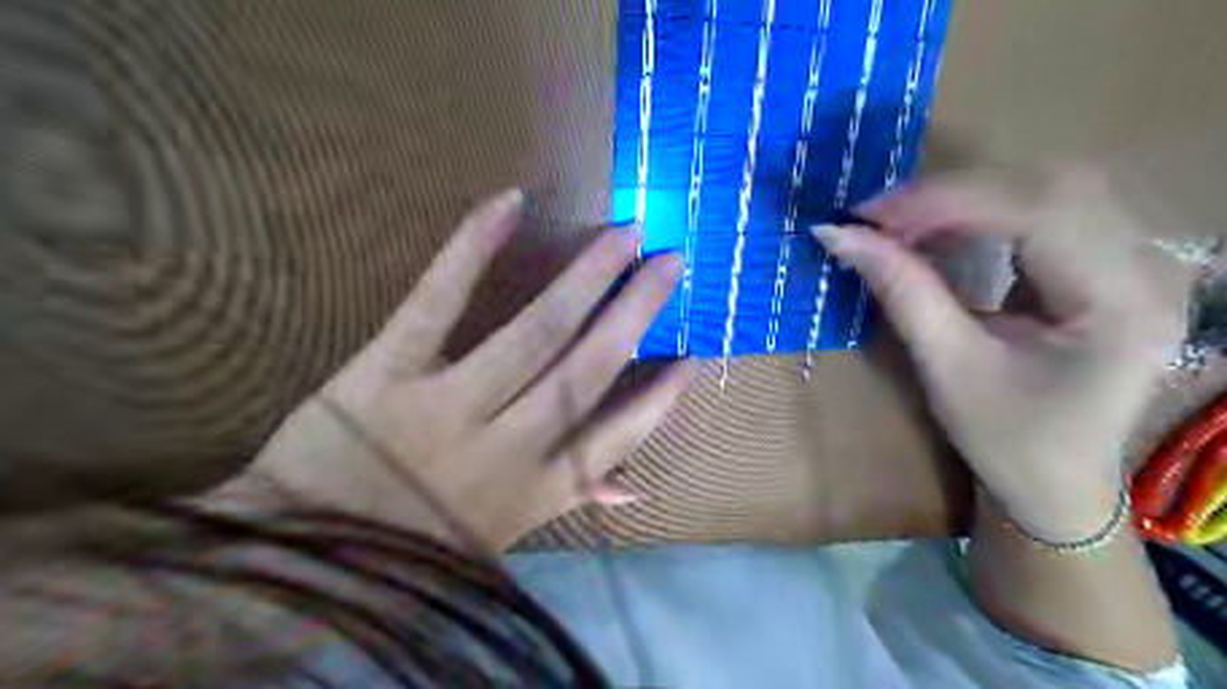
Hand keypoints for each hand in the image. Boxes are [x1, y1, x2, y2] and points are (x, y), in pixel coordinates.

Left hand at [237, 187, 698, 553]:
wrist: (300, 557)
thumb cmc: (412, 549)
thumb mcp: (504, 535)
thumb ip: (572, 501)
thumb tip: (636, 487)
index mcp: (535, 489)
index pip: (616, 436)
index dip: (659, 398)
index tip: (692, 357)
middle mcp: (507, 445)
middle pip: (587, 369)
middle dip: (637, 312)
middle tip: (670, 261)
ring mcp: (447, 404)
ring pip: (533, 332)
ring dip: (586, 278)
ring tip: (623, 235)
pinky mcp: (385, 370)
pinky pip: (436, 302)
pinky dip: (473, 248)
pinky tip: (509, 202)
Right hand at [812, 168, 1187, 542]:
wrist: (1056, 483)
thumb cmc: (1007, 440)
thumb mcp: (947, 367)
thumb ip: (900, 291)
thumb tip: (837, 235)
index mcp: (1122, 303)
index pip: (1040, 213)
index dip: (948, 202)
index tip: (870, 215)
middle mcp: (1146, 267)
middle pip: (1053, 186)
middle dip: (955, 194)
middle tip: (880, 219)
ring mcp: (1134, 262)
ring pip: (1049, 189)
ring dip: (965, 200)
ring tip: (901, 225)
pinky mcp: (1106, 265)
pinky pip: (1044, 213)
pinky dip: (981, 214)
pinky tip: (938, 231)